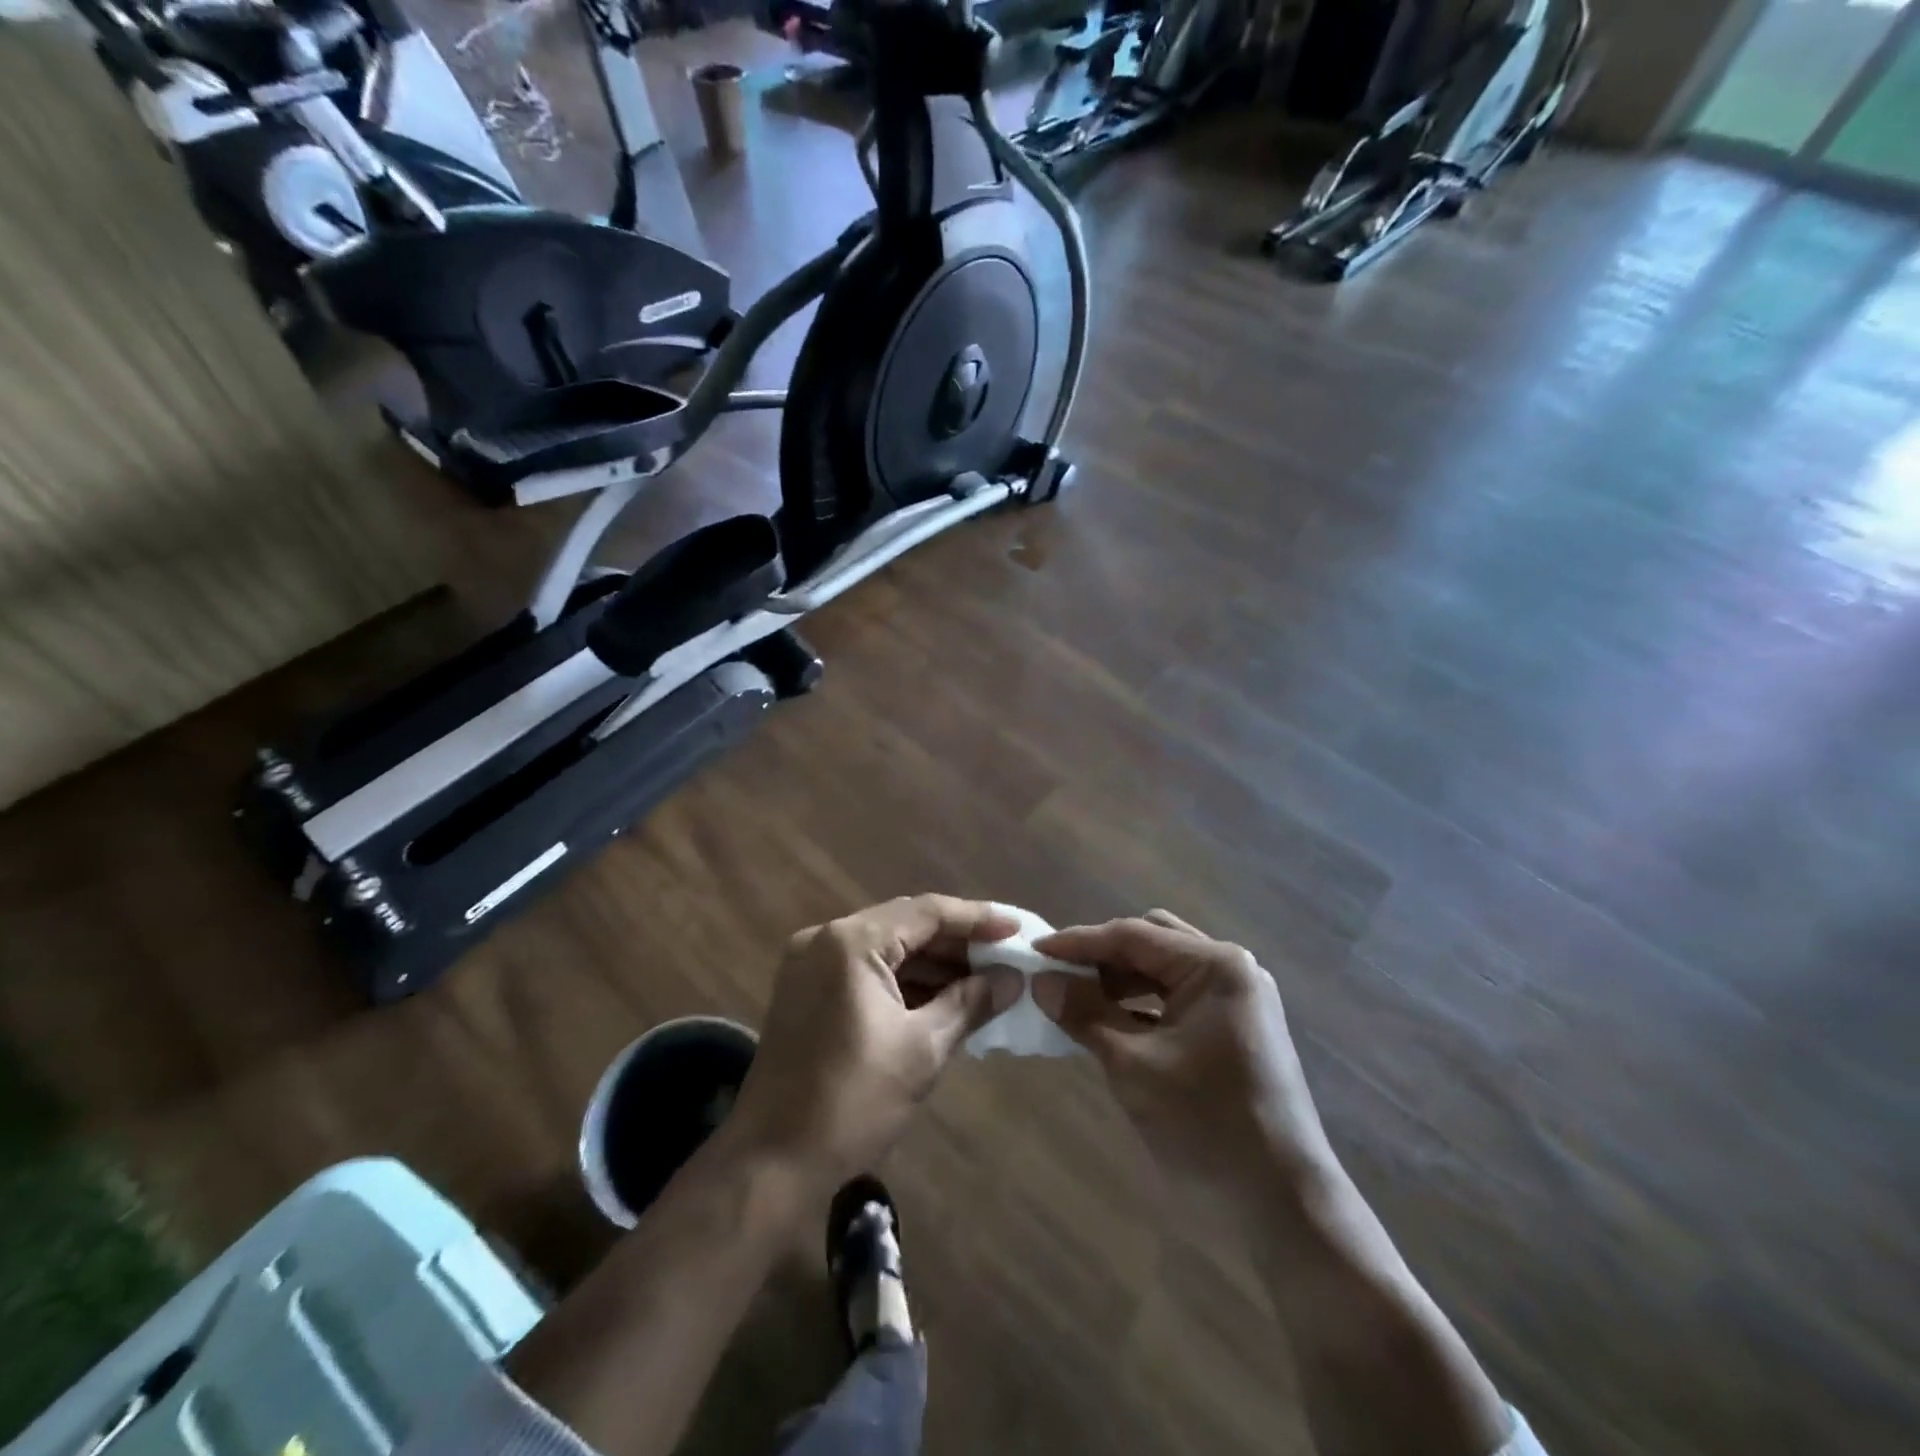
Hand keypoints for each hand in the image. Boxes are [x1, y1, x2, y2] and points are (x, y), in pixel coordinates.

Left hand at [728, 896, 1021, 1188]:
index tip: (1018, 929)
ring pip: (886, 948)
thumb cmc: (852, 1103)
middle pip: (905, 925)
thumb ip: (971, 1002)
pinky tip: (944, 999)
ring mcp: (810, 964)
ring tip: (985, 981)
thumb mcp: (922, 1050)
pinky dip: (905, 982)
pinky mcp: (806, 992)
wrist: (770, 1164)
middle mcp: (825, 939)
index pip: (926, 912)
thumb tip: (1013, 979)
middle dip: (957, 944)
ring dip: (933, 964)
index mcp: (850, 942)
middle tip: (1006, 958)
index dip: (977, 919)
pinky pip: (867, 971)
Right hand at [1032, 910, 1333, 1200]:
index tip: (1034, 950)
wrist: (1285, 1207)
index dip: (1078, 942)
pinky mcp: (1238, 1028)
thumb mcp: (1133, 1065)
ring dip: (1121, 980)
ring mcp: (1239, 998)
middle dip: (1102, 956)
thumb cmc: (1206, 1127)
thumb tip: (1041, 982)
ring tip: (1078, 1000)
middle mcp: (1231, 968)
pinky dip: (1144, 1004)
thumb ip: (1085, 1014)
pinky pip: (1180, 998)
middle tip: (1058, 975)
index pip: (1132, 935)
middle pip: (1152, 941)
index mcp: (1214, 965)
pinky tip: (1111, 1023)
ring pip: (1165, 969)